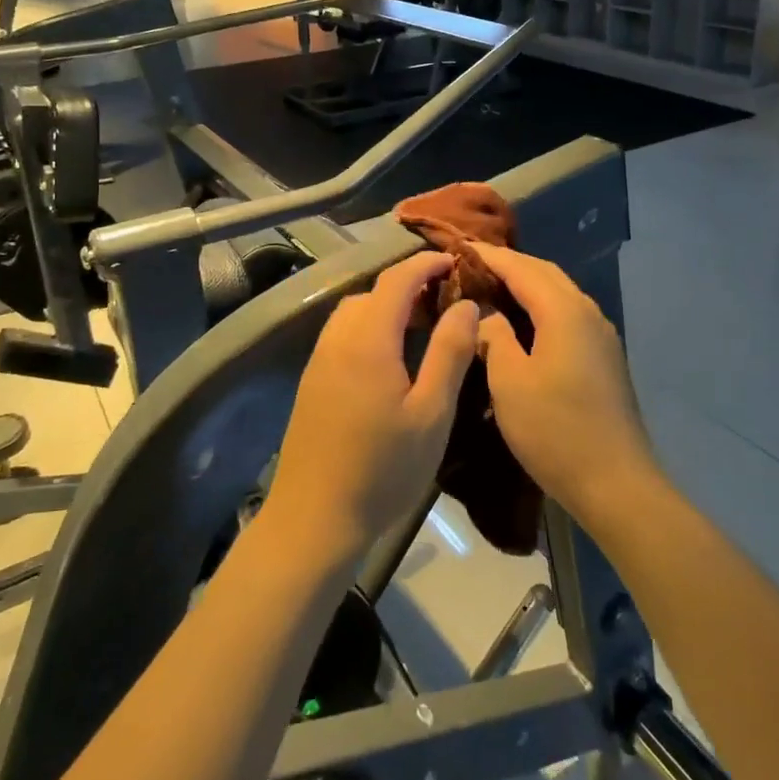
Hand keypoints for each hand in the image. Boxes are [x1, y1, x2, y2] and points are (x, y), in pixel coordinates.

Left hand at [266, 252, 479, 565]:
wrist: (313, 519)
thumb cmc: (382, 469)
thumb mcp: (431, 413)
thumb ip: (450, 352)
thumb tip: (466, 305)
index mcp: (368, 339)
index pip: (397, 279)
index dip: (426, 263)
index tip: (455, 260)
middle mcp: (337, 339)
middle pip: (373, 292)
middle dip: (409, 285)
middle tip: (446, 300)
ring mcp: (319, 361)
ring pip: (354, 313)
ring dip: (386, 307)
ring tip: (421, 327)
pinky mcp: (312, 382)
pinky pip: (343, 335)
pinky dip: (370, 327)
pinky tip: (391, 358)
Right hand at [472, 244, 660, 532]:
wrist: (616, 482)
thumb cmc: (555, 429)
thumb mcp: (509, 381)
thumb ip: (494, 336)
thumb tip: (485, 313)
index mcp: (564, 311)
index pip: (520, 267)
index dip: (488, 256)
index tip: (457, 247)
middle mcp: (587, 312)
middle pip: (544, 273)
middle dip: (508, 264)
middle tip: (470, 265)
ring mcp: (600, 335)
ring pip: (559, 293)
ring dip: (526, 284)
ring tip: (491, 288)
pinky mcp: (603, 357)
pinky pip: (567, 314)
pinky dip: (541, 306)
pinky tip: (521, 323)